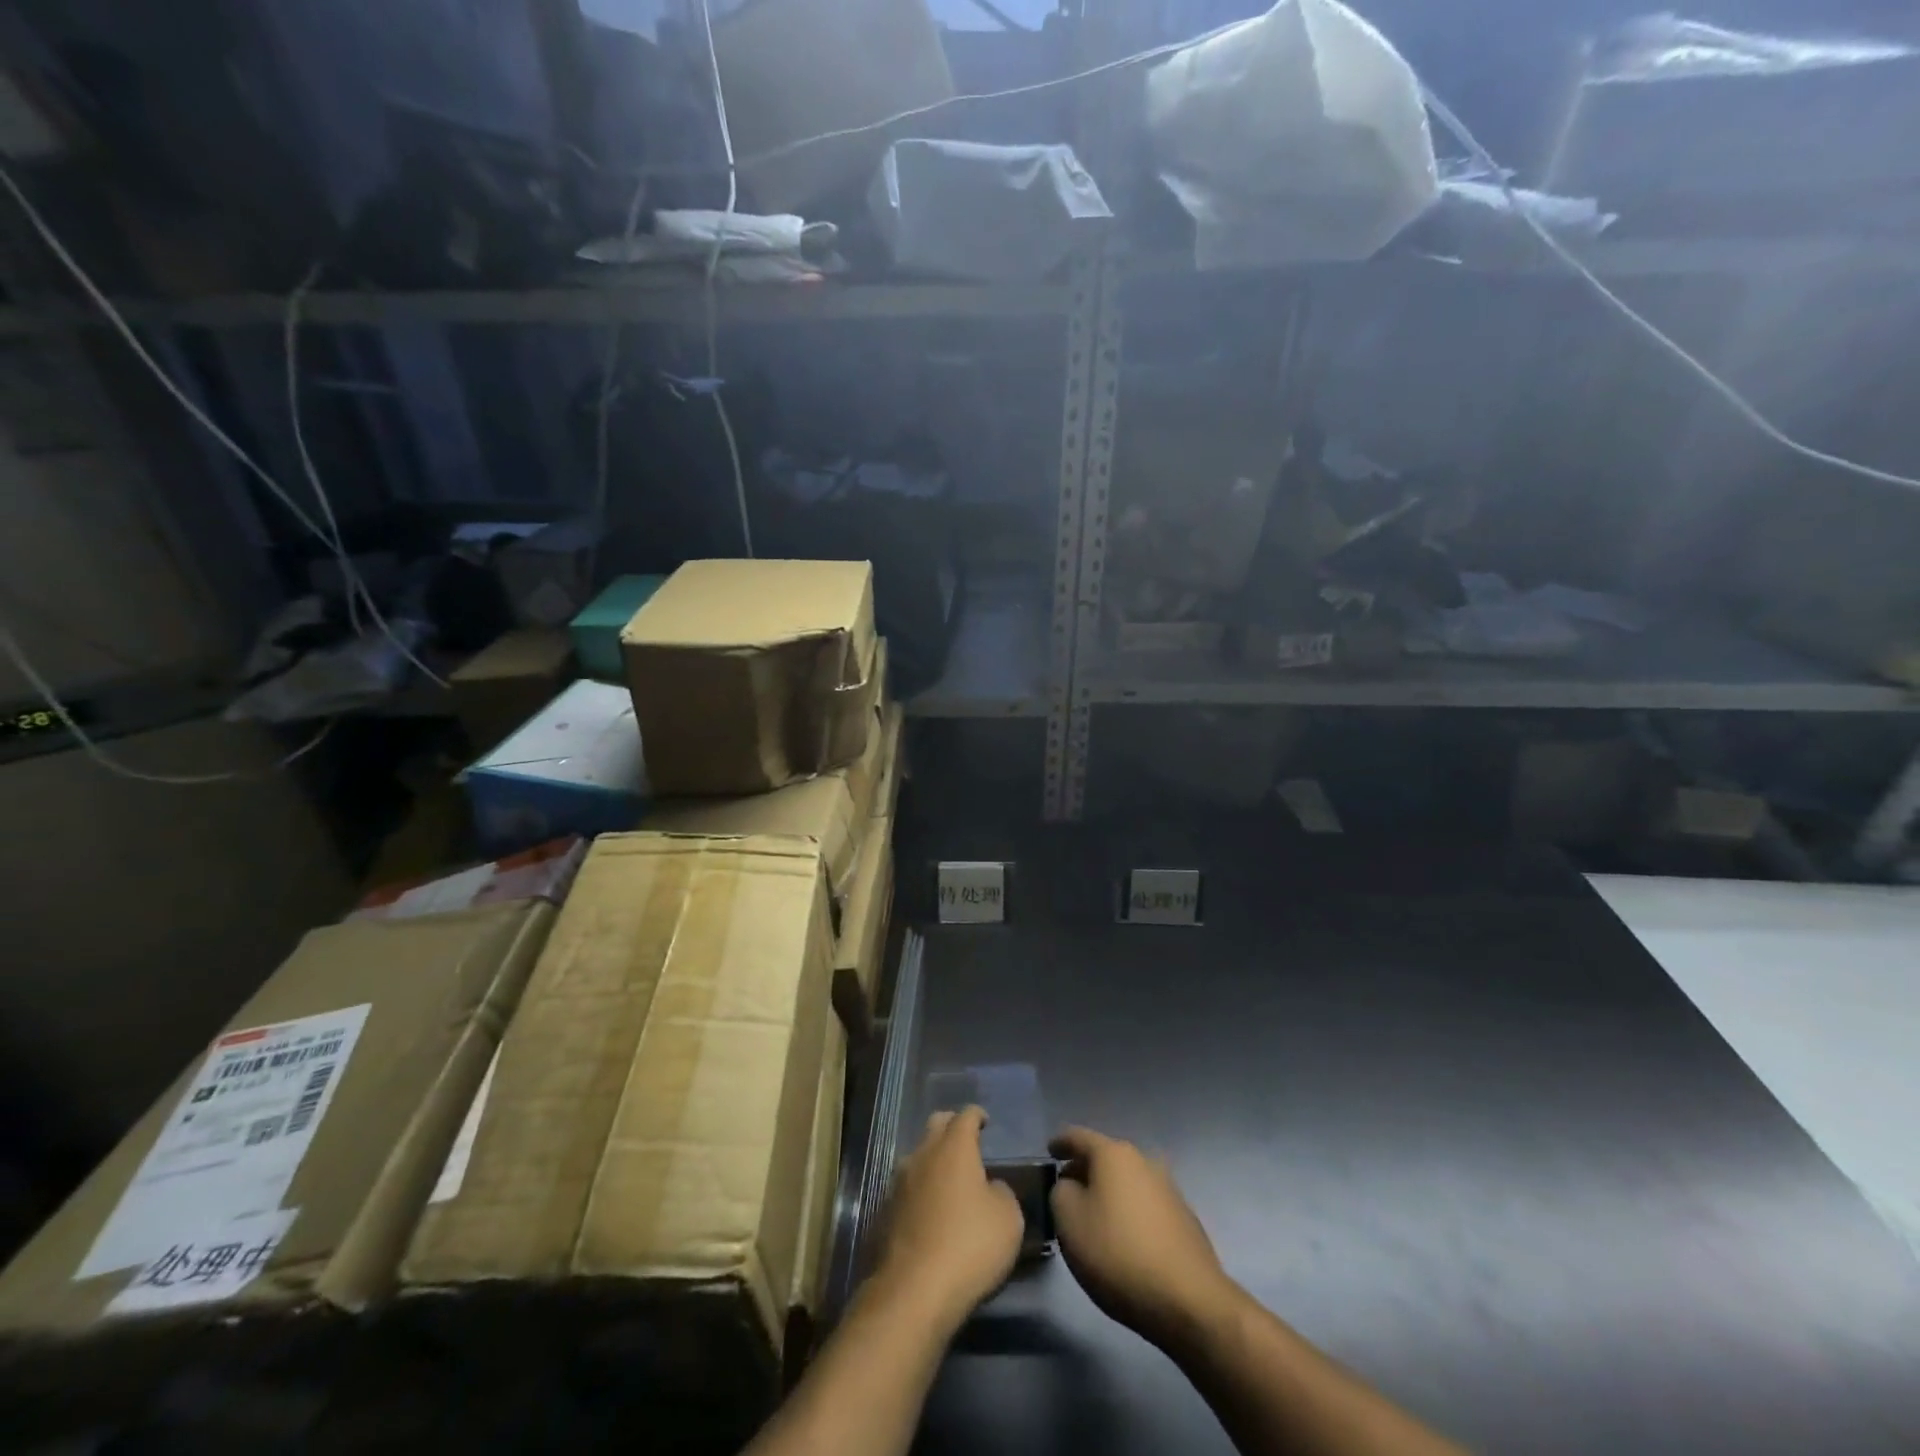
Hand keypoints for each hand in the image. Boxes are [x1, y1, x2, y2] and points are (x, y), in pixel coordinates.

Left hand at [870, 1107, 1023, 1333]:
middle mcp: (922, 1155)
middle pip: (935, 1125)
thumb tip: (989, 1188)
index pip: (965, 1116)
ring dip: (932, 1160)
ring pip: (917, 1156)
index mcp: (954, 1148)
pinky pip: (906, 1188)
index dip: (977, 1115)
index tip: (985, 1121)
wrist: (914, 1291)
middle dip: (951, 1127)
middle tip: (966, 1142)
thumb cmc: (969, 1246)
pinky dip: (919, 1191)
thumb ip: (1001, 1192)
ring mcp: (898, 1182)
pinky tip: (929, 1212)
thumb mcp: (1008, 1219)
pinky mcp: (884, 1211)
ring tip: (948, 1180)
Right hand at [1049, 1126, 1241, 1352]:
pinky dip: (1128, 1211)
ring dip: (1108, 1192)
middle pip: (1105, 1157)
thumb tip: (1071, 1186)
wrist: (1189, 1301)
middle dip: (1084, 1170)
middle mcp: (1143, 1160)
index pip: (1077, 1137)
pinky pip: (1145, 1204)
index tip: (1048, 1152)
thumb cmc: (1118, 1254)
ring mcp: (1168, 1187)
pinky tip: (1123, 1237)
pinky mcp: (1184, 1217)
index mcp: (1113, 1153)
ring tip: (1093, 1216)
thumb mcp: (1069, 1222)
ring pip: (1127, 1181)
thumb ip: (1060, 1193)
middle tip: (1066, 1190)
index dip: (1059, 1143)